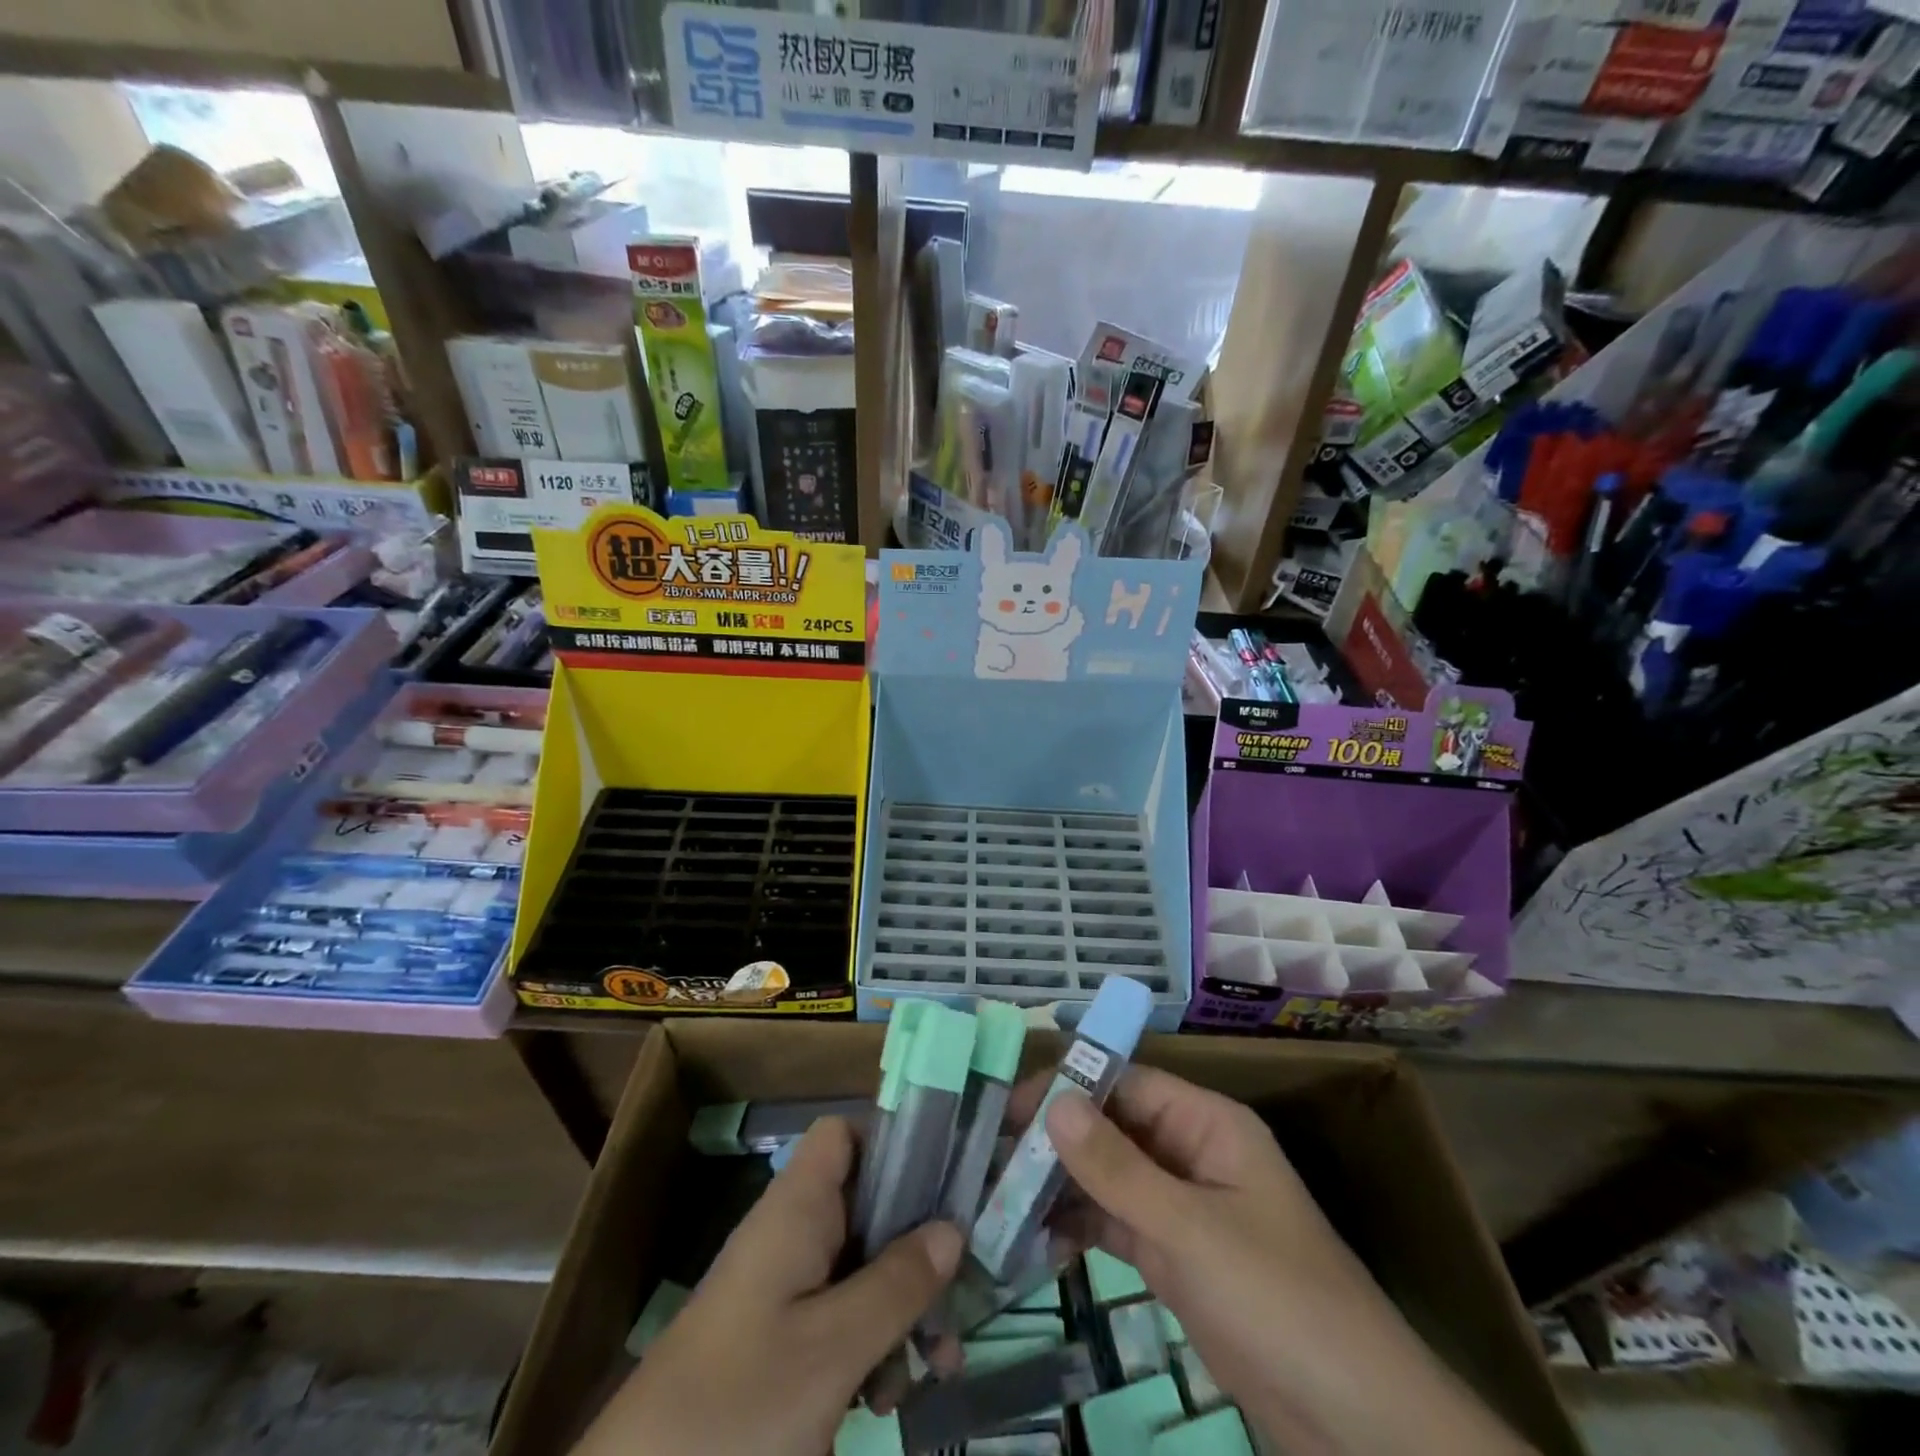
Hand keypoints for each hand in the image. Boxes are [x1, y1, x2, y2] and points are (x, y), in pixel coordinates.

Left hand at [573, 1115, 960, 1455]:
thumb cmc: (740, 1405)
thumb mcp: (832, 1348)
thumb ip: (896, 1283)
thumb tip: (953, 1225)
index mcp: (796, 1209)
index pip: (844, 1136)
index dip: (891, 1143)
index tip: (943, 1180)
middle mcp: (791, 1235)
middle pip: (866, 1205)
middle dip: (917, 1246)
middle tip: (961, 1293)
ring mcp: (783, 1290)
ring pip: (860, 1268)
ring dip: (902, 1307)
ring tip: (938, 1364)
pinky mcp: (778, 1342)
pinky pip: (840, 1317)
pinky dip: (873, 1344)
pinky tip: (894, 1394)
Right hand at [1030, 1068, 1534, 1455]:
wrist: (1357, 1427)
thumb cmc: (1279, 1301)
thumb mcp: (1191, 1230)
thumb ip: (1117, 1168)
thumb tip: (1053, 1102)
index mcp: (1207, 1124)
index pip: (1125, 1084)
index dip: (1068, 1088)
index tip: (1007, 1109)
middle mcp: (1191, 1153)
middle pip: (1112, 1129)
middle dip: (1055, 1141)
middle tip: (989, 1158)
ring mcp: (1182, 1207)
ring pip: (1108, 1178)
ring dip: (1061, 1186)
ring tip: (998, 1199)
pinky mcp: (1175, 1258)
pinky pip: (1116, 1224)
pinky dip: (1079, 1228)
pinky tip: (1035, 1241)